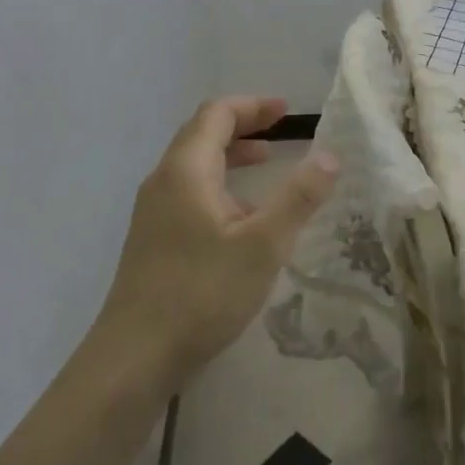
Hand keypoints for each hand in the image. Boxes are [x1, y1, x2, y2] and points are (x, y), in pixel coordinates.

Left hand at [97, 96, 337, 389]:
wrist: (134, 358)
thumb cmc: (202, 293)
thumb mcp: (263, 245)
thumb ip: (299, 197)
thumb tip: (329, 155)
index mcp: (185, 171)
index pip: (217, 114)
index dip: (254, 106)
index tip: (288, 112)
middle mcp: (163, 182)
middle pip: (202, 134)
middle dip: (244, 126)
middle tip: (282, 132)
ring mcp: (153, 212)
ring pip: (195, 166)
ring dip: (231, 156)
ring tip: (268, 166)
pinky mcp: (153, 240)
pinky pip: (189, 192)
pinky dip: (220, 185)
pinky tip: (242, 218)